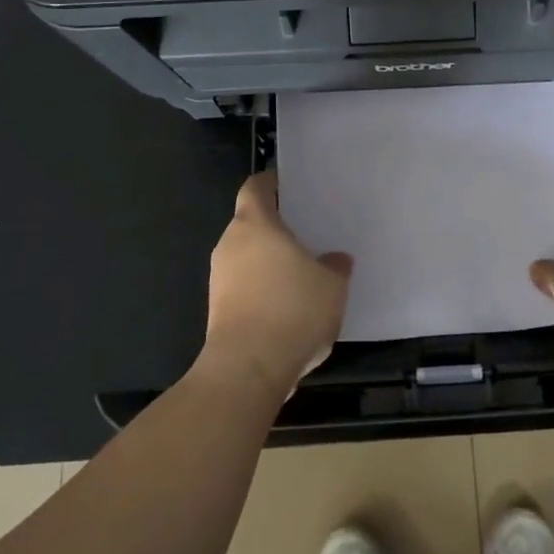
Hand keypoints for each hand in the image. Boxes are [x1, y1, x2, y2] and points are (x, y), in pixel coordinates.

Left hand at [204, 172, 351, 398]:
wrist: (248, 370)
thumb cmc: (292, 310)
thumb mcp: (332, 285)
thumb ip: (335, 266)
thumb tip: (335, 259)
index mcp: (255, 224)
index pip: (256, 188)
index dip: (272, 183)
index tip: (292, 187)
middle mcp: (230, 244)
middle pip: (250, 223)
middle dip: (276, 227)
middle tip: (307, 232)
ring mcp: (219, 278)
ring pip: (246, 257)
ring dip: (269, 262)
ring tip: (302, 272)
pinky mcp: (217, 310)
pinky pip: (243, 286)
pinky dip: (262, 289)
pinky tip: (288, 306)